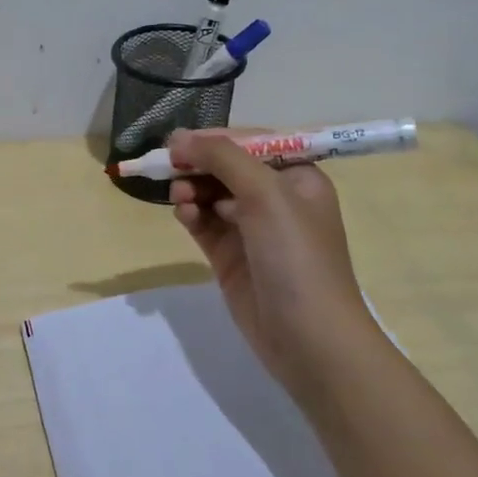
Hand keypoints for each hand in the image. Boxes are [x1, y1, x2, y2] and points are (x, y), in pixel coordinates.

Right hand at [167, 130, 374, 381]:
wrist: (309, 338)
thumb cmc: (296, 256)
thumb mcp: (266, 194)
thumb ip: (223, 158)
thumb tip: (179, 138)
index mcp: (297, 177)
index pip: (251, 143)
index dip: (215, 139)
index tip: (178, 141)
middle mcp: (276, 199)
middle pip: (227, 167)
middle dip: (198, 164)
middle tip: (168, 165)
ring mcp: (251, 230)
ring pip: (211, 194)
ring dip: (191, 189)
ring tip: (179, 196)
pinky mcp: (230, 257)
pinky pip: (204, 224)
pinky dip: (191, 214)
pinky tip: (183, 214)